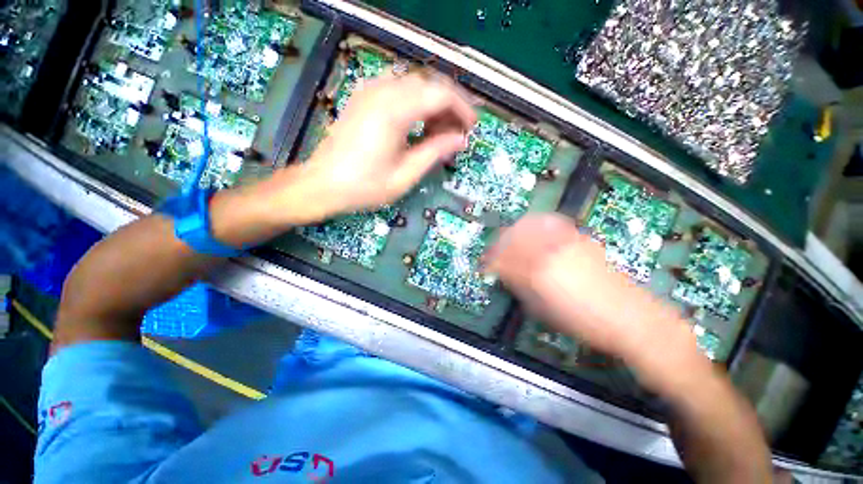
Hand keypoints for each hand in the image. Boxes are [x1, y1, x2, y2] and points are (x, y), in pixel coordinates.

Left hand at [301, 72, 476, 216]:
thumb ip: (435, 152)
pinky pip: (399, 89)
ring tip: (441, 131)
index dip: (462, 109)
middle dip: (450, 106)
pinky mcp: (364, 97)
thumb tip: (460, 139)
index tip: (472, 128)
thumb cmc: (365, 186)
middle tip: (458, 132)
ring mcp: (370, 91)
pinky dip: (416, 103)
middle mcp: (382, 91)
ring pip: (415, 85)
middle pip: (429, 85)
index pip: (440, 95)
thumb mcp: (405, 175)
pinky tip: (419, 123)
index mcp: (394, 111)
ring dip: (434, 104)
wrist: (323, 184)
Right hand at [484, 213, 697, 369]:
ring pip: (529, 225)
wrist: (631, 317)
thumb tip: (505, 275)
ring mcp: (565, 241)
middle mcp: (549, 250)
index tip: (486, 266)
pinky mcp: (579, 238)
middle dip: (498, 243)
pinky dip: (535, 224)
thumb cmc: (584, 322)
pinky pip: (550, 223)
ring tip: (509, 238)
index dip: (490, 263)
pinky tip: (534, 230)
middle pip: (513, 237)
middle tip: (494, 252)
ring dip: (514, 231)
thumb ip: (519, 288)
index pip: (503, 260)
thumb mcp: (543, 311)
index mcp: (537, 272)